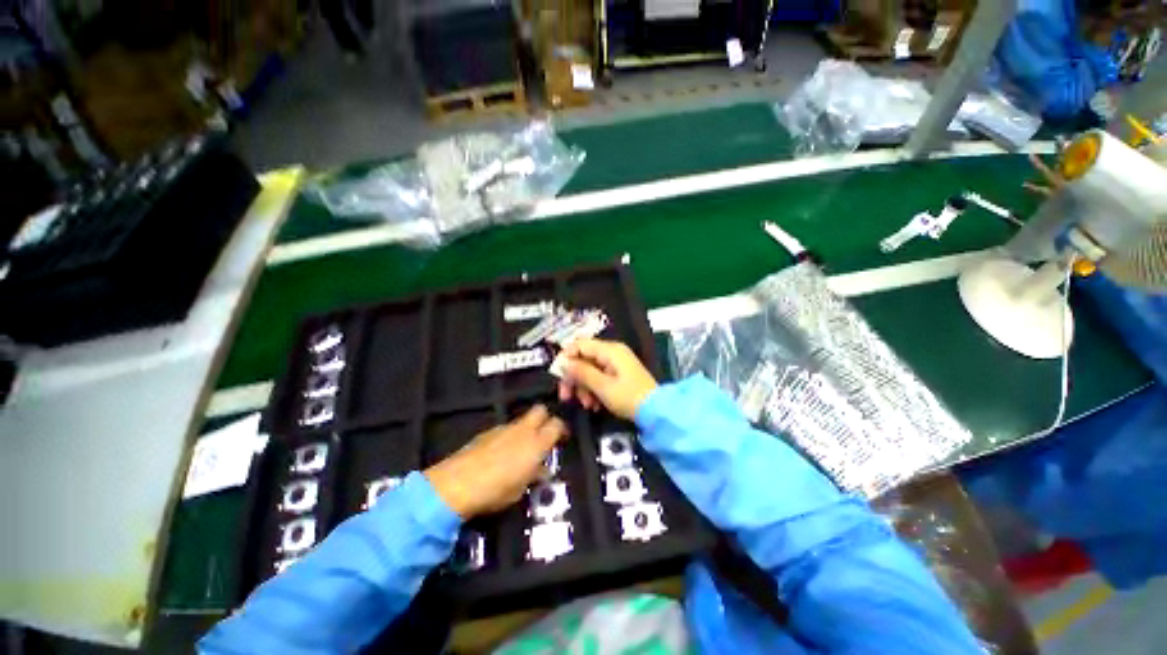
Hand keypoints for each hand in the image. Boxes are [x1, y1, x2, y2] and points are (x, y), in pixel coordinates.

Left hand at [424, 406, 567, 518]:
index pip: (557, 424)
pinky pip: (505, 429)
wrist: (457, 484)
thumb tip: (541, 470)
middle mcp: (523, 430)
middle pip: (540, 410)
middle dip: (544, 419)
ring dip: (525, 430)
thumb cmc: (496, 490)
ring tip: (520, 450)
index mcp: (537, 443)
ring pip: (522, 420)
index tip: (561, 439)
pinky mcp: (487, 432)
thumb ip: (534, 475)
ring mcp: (504, 428)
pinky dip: (508, 437)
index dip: (561, 430)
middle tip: (543, 437)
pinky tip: (500, 454)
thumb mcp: (521, 489)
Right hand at [556, 338, 657, 419]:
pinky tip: (594, 405)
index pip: (580, 344)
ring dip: (584, 388)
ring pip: (590, 370)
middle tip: (566, 396)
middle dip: (574, 378)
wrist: (657, 412)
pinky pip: (600, 378)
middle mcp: (612, 353)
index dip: (566, 357)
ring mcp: (616, 364)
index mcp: (609, 350)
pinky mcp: (619, 375)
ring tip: (586, 405)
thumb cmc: (629, 397)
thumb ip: (581, 373)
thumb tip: (564, 363)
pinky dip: (594, 390)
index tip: (557, 375)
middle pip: (583, 359)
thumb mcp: (602, 386)